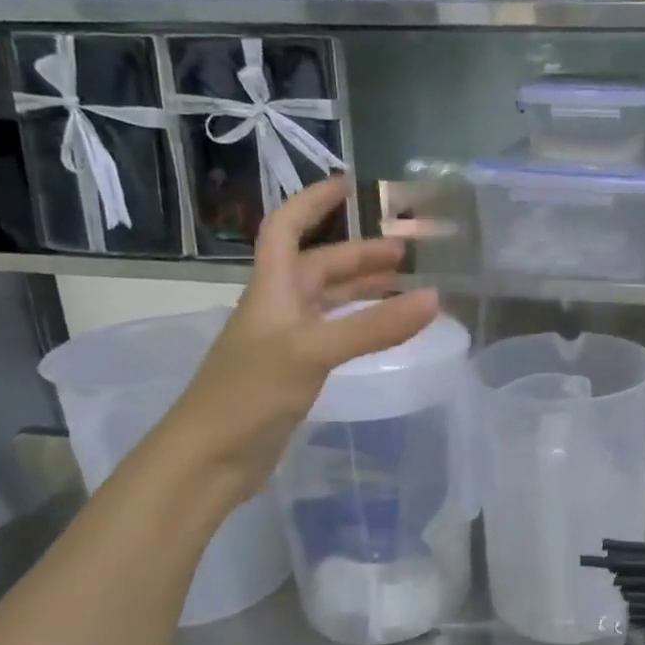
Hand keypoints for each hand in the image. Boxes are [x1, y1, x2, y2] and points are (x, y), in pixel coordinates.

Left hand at [163, 177, 439, 501]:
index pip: (287, 228)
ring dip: (363, 289)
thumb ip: (374, 326)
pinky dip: (361, 325)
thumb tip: (435, 299)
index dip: (314, 202)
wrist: (209, 459)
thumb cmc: (250, 393)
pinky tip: (382, 332)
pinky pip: (334, 333)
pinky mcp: (293, 372)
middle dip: (359, 254)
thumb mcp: (314, 351)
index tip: (351, 185)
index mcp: (272, 289)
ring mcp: (285, 341)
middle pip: (318, 265)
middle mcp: (277, 308)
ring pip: (328, 301)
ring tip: (406, 287)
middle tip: (407, 254)